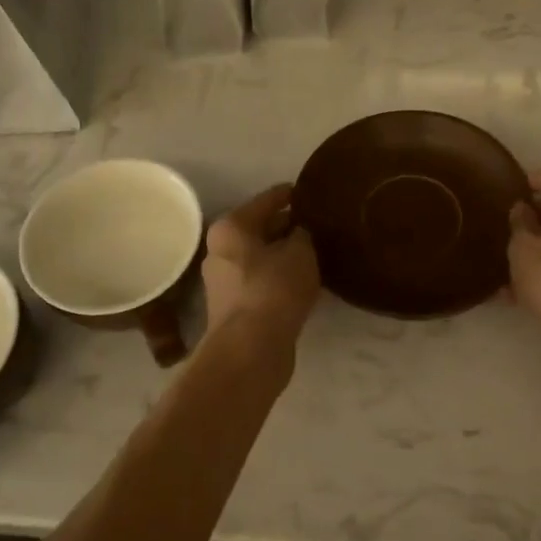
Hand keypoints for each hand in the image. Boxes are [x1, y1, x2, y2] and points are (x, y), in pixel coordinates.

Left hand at [203, 184, 320, 346]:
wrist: (250, 349)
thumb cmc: (273, 289)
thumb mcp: (300, 252)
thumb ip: (304, 234)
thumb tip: (302, 232)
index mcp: (231, 227)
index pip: (267, 200)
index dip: (290, 194)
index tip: (310, 191)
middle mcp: (220, 250)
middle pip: (260, 229)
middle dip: (288, 226)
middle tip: (319, 224)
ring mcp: (225, 281)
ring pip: (262, 257)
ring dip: (285, 255)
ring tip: (317, 252)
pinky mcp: (235, 308)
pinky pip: (263, 281)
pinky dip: (281, 277)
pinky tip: (304, 281)